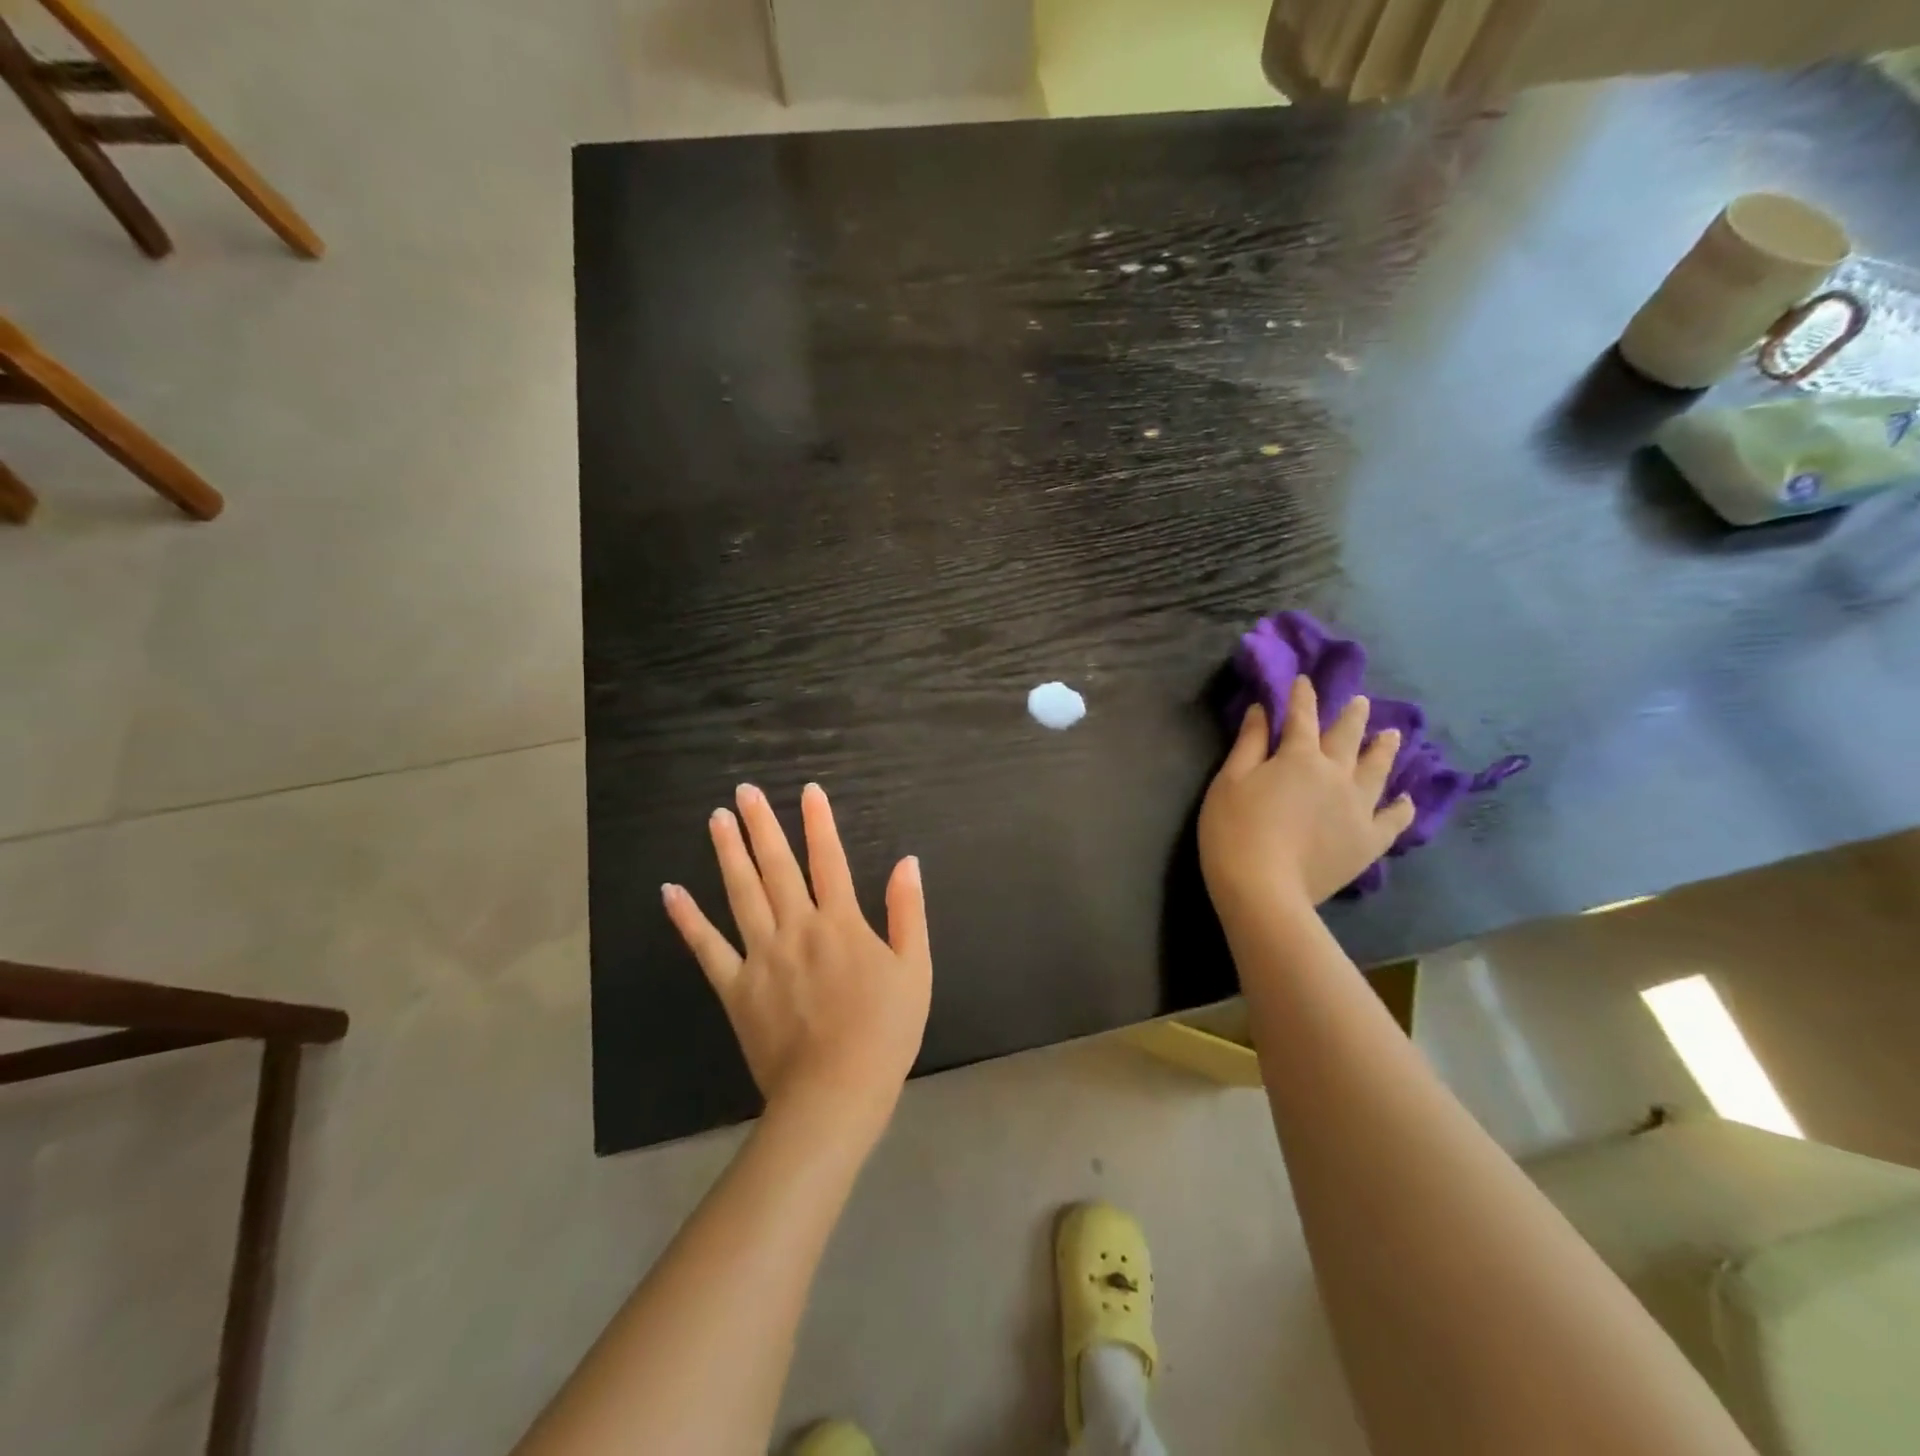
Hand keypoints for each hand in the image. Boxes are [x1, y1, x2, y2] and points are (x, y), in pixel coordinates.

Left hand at [663, 782, 931, 1127]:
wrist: (836, 1090)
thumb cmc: (884, 1031)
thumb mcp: (914, 968)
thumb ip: (907, 912)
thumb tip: (907, 863)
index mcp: (841, 923)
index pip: (829, 860)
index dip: (819, 823)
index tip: (808, 791)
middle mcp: (797, 928)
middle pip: (777, 867)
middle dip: (763, 826)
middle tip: (745, 792)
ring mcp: (761, 956)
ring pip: (741, 894)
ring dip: (729, 854)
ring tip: (716, 820)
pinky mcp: (735, 987)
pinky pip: (707, 948)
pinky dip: (687, 919)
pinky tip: (670, 892)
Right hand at [1199, 676, 1414, 916]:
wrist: (1263, 889)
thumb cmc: (1234, 830)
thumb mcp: (1230, 781)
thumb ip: (1249, 743)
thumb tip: (1264, 710)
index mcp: (1299, 757)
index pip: (1302, 717)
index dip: (1302, 696)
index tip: (1304, 680)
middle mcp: (1336, 774)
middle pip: (1348, 737)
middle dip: (1353, 716)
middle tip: (1361, 702)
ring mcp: (1358, 808)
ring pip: (1377, 770)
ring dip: (1384, 749)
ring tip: (1392, 735)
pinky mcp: (1369, 841)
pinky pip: (1393, 820)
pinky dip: (1401, 807)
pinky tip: (1406, 800)